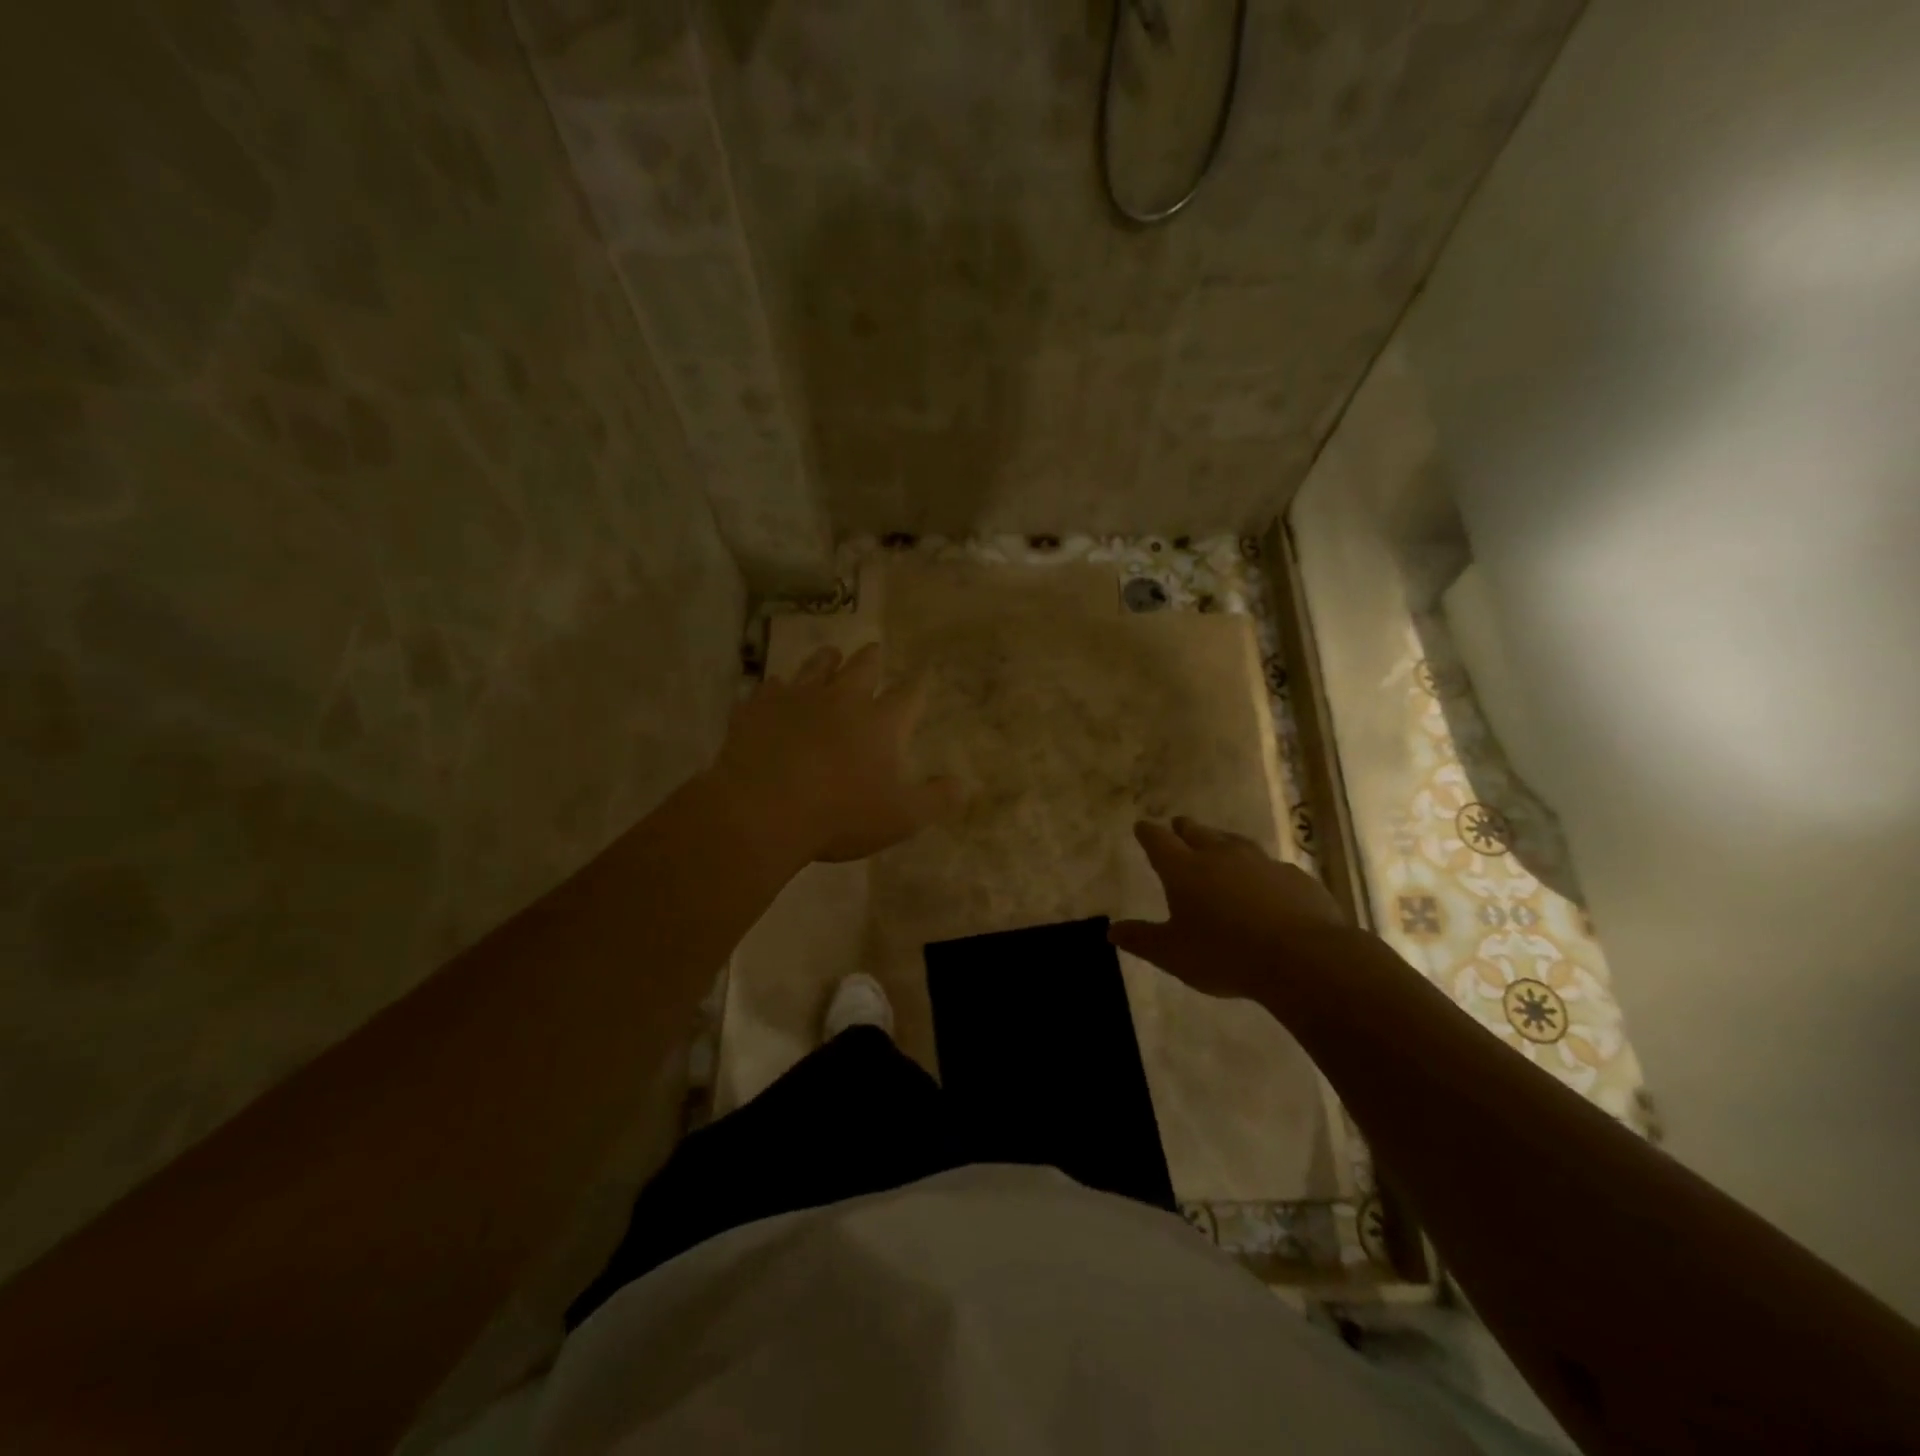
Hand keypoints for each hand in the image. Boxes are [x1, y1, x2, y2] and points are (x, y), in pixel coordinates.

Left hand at [711, 643, 961, 865]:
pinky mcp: (759, 708)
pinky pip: (770, 688)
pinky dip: (777, 688)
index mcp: (881, 722)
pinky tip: (775, 690)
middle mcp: (842, 699)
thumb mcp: (901, 818)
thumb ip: (936, 800)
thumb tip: (964, 785)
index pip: (908, 696)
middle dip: (871, 659)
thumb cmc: (840, 815)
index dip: (917, 687)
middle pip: (862, 668)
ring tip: (830, 654)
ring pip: (816, 667)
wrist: (762, 810)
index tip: (921, 677)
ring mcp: (797, 698)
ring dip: (826, 660)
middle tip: (874, 650)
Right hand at [1110, 817, 1348, 1001]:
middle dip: (1184, 828)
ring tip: (1218, 843)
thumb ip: (1142, 939)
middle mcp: (1220, 855)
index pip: (1158, 841)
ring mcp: (1260, 862)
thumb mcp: (1173, 954)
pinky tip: (1264, 882)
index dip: (1148, 833)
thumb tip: (1112, 931)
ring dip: (1221, 841)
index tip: (1142, 827)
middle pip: (1197, 832)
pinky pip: (1270, 866)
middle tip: (1178, 825)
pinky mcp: (1294, 877)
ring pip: (1234, 842)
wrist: (1302, 957)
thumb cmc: (1224, 955)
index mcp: (1184, 869)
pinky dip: (1259, 870)